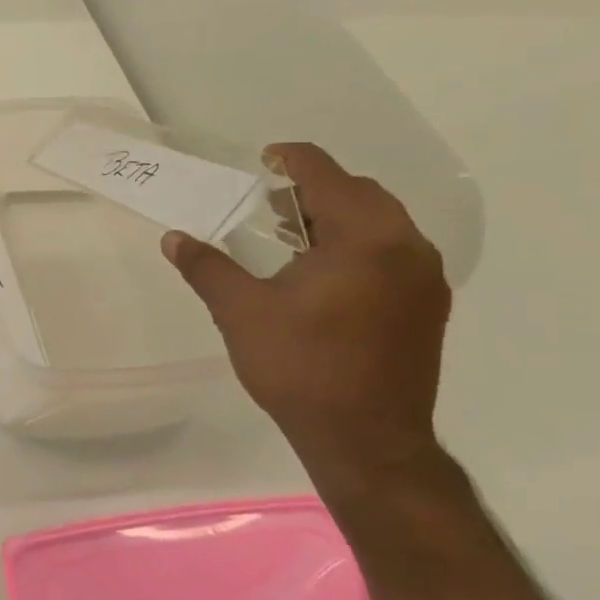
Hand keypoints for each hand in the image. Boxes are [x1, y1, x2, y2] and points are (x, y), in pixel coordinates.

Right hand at [161, 142, 451, 487]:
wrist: (367, 440)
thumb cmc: (300, 367)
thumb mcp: (240, 312)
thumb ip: (207, 267)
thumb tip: (174, 238)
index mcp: (364, 239)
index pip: (327, 176)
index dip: (292, 160)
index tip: (264, 159)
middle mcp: (405, 248)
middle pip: (360, 194)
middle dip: (314, 190)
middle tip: (269, 204)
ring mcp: (423, 280)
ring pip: (380, 223)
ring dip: (335, 217)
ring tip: (289, 236)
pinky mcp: (425, 307)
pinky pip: (391, 252)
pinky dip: (356, 244)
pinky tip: (321, 272)